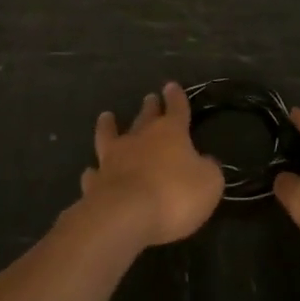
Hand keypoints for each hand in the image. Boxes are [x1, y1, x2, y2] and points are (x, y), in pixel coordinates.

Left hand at [81, 83, 223, 248]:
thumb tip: (206, 161)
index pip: (176, 109)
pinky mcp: (95, 183)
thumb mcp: (209, 183)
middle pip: (144, 117)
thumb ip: (208, 169)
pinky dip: (93, 171)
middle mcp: (139, 138)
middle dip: (149, 107)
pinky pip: (94, 174)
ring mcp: (113, 158)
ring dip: (108, 126)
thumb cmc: (174, 195)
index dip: (176, 98)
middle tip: (149, 98)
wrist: (125, 215)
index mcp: (170, 133)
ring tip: (106, 116)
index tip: (171, 86)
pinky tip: (90, 171)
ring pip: (109, 135)